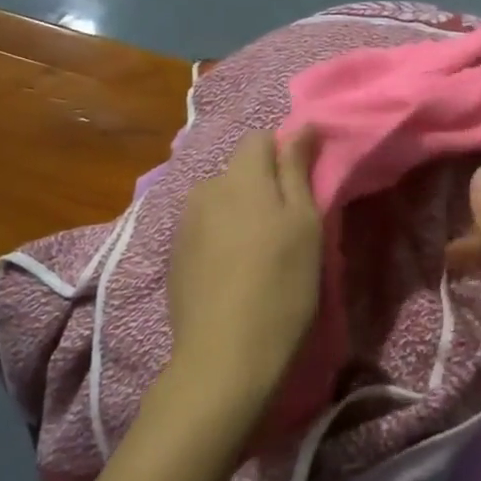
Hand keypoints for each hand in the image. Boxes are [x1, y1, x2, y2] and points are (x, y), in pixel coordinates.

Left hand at [166, 128, 322, 411]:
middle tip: (289, 227)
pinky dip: (223, 237)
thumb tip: (301, 125)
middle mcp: (205, 189)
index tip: (305, 188)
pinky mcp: (174, 254)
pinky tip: (235, 271)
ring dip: (242, 212)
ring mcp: (184, 223)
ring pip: (221, 200)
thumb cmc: (282, 286)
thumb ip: (298, 170)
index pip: (261, 139)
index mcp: (240, 177)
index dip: (286, 156)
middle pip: (239, 171)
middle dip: (264, 186)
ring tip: (261, 252)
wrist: (225, 355)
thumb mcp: (305, 224)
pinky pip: (205, 228)